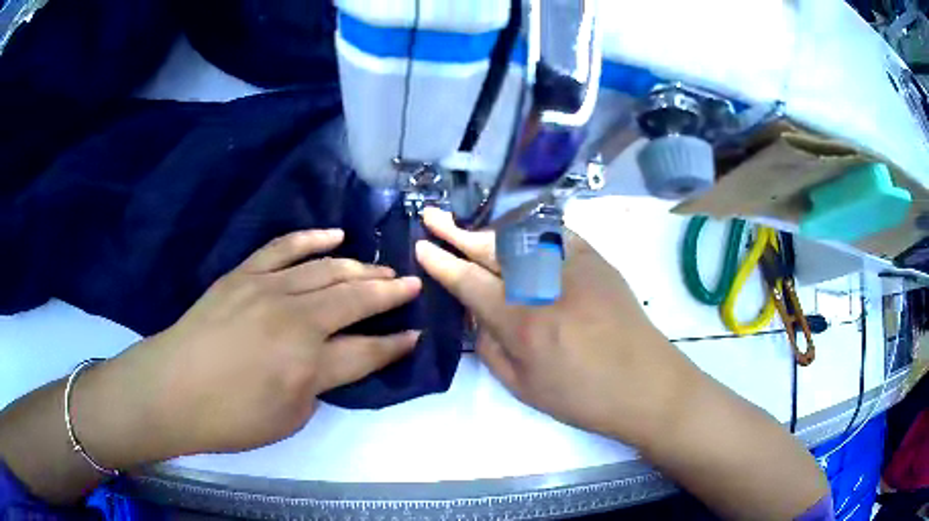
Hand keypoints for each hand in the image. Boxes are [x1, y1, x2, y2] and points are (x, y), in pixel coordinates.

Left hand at [100, 229, 421, 458]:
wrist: (172, 389)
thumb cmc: (231, 418)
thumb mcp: (290, 417)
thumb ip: (320, 383)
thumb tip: (337, 358)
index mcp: (310, 362)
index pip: (368, 350)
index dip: (396, 344)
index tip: (417, 334)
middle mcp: (296, 317)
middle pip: (354, 298)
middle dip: (388, 293)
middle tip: (410, 284)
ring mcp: (268, 288)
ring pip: (326, 269)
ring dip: (359, 267)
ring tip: (381, 268)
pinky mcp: (244, 274)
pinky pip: (284, 247)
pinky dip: (312, 239)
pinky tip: (334, 235)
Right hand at [415, 209, 694, 445]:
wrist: (646, 383)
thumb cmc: (582, 396)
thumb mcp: (521, 385)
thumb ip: (488, 345)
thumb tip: (475, 312)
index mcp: (522, 322)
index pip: (469, 282)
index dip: (442, 262)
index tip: (422, 246)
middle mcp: (544, 284)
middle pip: (491, 249)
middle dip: (458, 232)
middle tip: (434, 217)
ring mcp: (574, 265)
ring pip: (520, 237)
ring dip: (491, 235)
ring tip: (471, 235)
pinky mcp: (597, 258)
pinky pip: (555, 234)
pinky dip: (532, 234)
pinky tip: (520, 236)